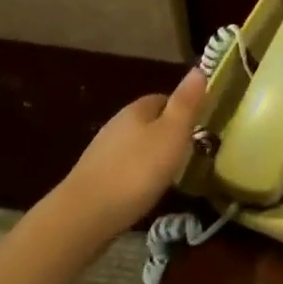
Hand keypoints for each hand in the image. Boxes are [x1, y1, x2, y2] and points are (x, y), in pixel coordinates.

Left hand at [63, 67, 207, 229]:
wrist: (83, 216)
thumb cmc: (136, 171)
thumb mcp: (172, 134)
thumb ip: (186, 103)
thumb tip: (199, 68)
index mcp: (136, 109)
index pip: (163, 98)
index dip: (182, 109)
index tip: (198, 126)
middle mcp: (116, 125)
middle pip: (148, 122)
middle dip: (166, 134)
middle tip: (187, 153)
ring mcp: (101, 153)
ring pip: (134, 146)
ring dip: (150, 156)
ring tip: (168, 175)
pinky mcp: (92, 179)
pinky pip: (122, 168)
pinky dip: (135, 175)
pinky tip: (143, 192)